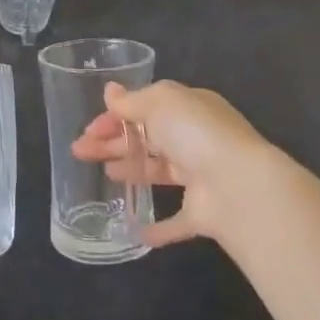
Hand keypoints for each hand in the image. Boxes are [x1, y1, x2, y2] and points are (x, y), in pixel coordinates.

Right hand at [71, 80, 290, 247]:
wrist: (238, 186)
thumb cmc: (195, 134)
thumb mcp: (160, 103)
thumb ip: (132, 101)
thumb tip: (110, 91)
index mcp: (188, 109)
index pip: (146, 108)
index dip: (115, 117)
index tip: (89, 129)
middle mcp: (195, 140)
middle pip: (148, 139)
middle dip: (113, 143)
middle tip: (80, 151)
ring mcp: (201, 177)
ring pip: (158, 172)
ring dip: (132, 171)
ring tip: (104, 176)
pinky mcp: (201, 213)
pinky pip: (175, 221)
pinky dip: (157, 227)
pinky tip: (133, 229)